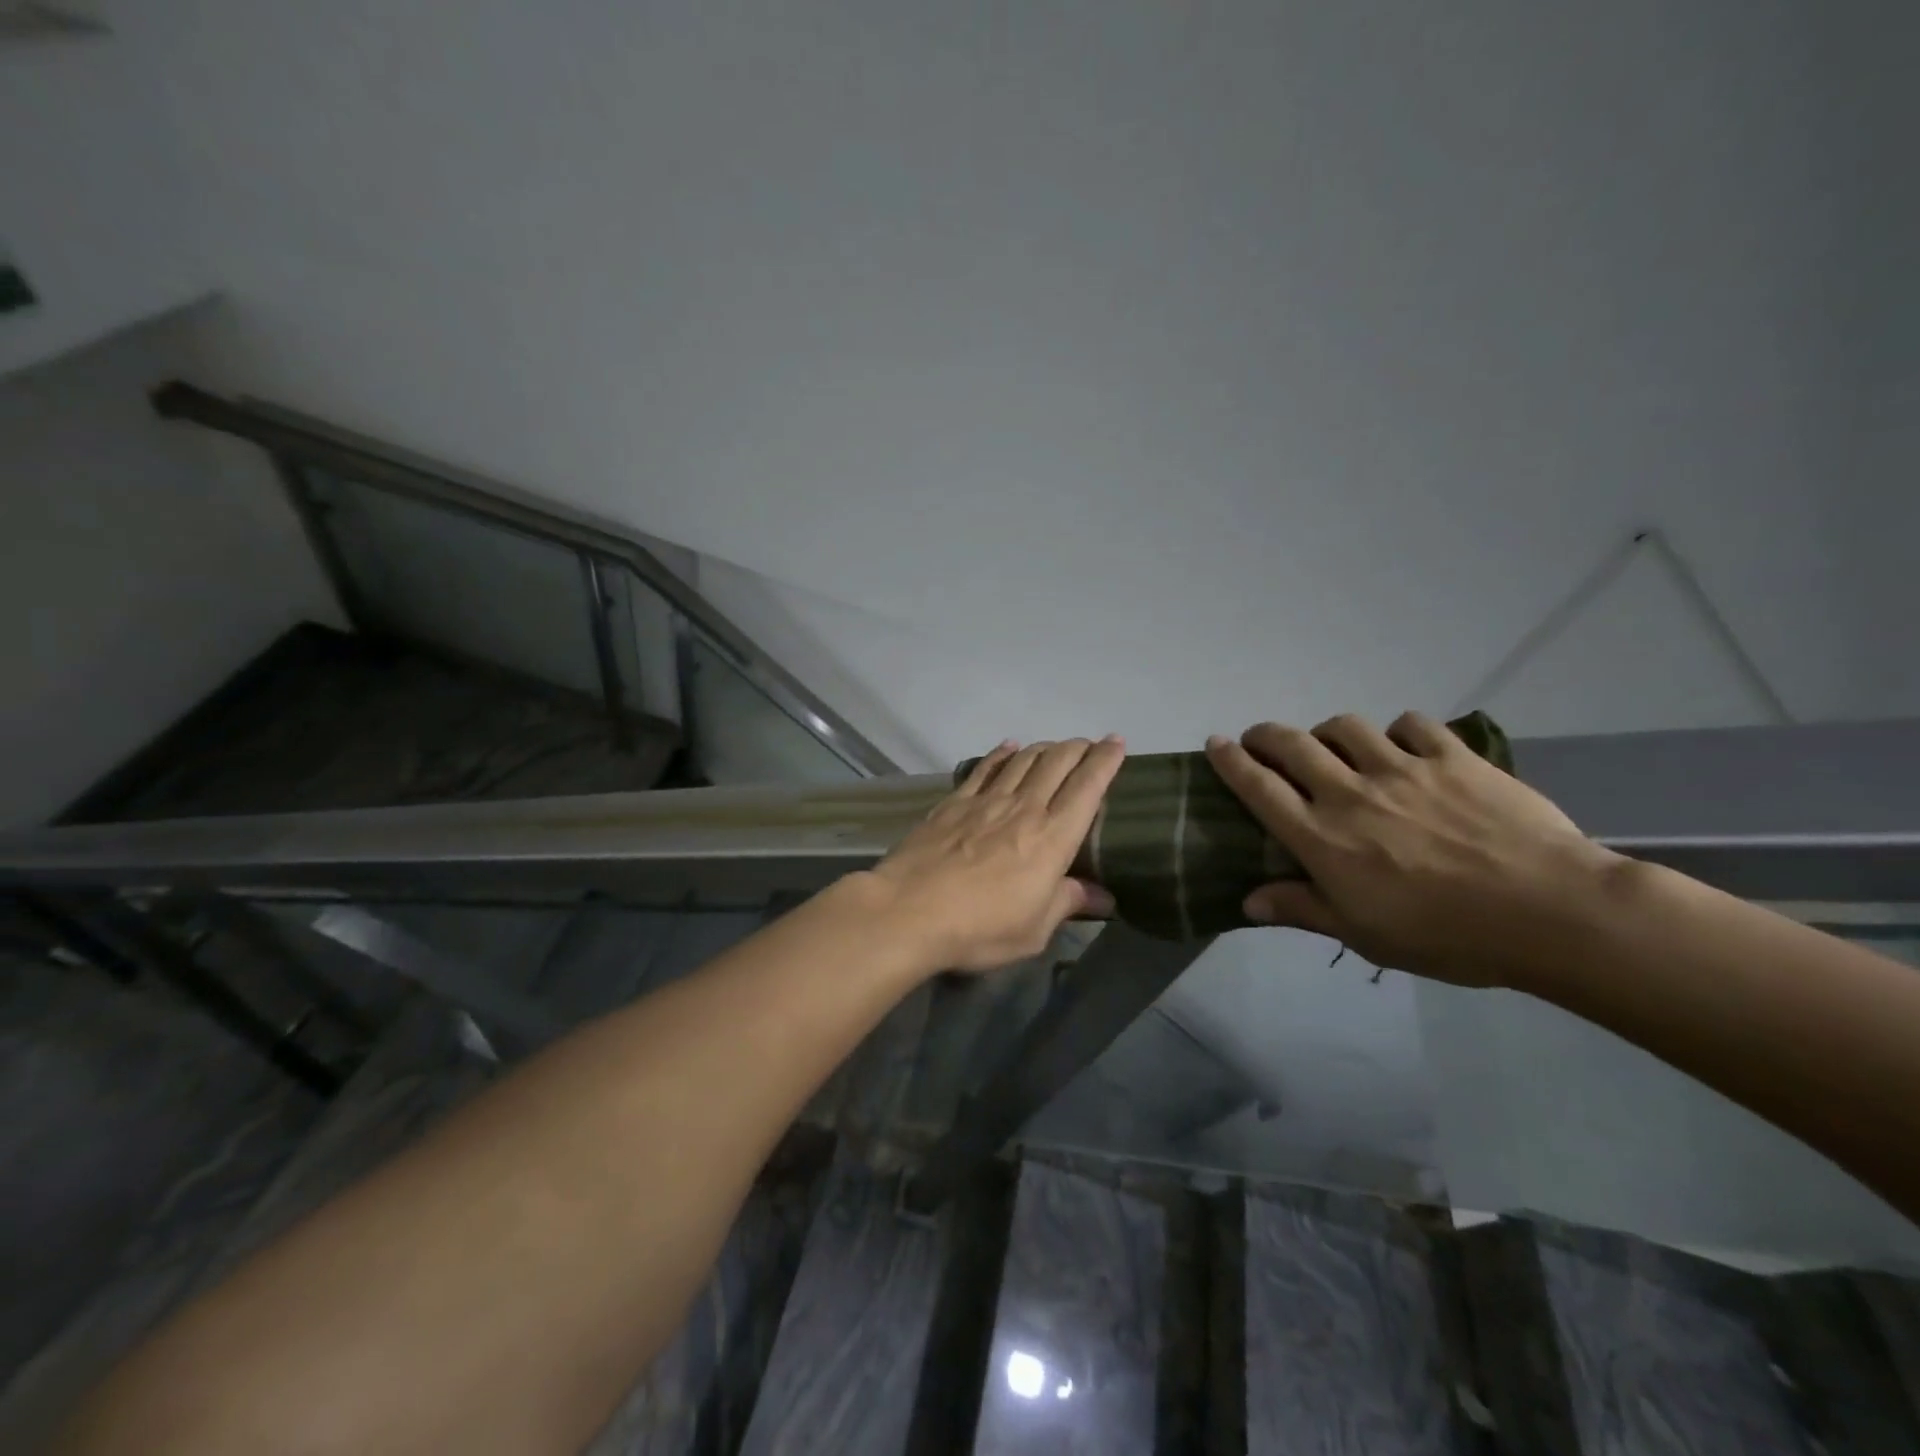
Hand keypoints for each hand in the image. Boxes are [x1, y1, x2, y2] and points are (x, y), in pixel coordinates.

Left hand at [862, 737, 1124, 973]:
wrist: (908, 911)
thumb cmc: (980, 927)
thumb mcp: (1034, 929)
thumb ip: (1068, 903)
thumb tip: (1104, 898)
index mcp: (1052, 838)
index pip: (1088, 787)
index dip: (1105, 761)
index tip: (1116, 743)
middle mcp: (1024, 808)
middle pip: (1057, 763)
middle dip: (1078, 748)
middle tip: (1088, 745)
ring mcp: (986, 801)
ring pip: (1023, 760)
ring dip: (1044, 748)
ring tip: (1055, 747)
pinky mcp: (954, 803)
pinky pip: (984, 768)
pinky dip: (1001, 753)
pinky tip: (1008, 747)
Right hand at [1205, 713, 1624, 987]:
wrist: (1549, 911)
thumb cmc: (1446, 935)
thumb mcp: (1364, 935)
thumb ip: (1302, 909)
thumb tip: (1248, 902)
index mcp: (1321, 837)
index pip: (1258, 786)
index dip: (1230, 760)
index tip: (1215, 743)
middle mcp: (1350, 792)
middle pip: (1291, 744)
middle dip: (1266, 735)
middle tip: (1261, 740)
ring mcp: (1402, 768)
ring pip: (1345, 727)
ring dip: (1328, 732)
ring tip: (1334, 746)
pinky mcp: (1452, 757)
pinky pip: (1411, 724)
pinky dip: (1397, 731)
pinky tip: (1404, 746)